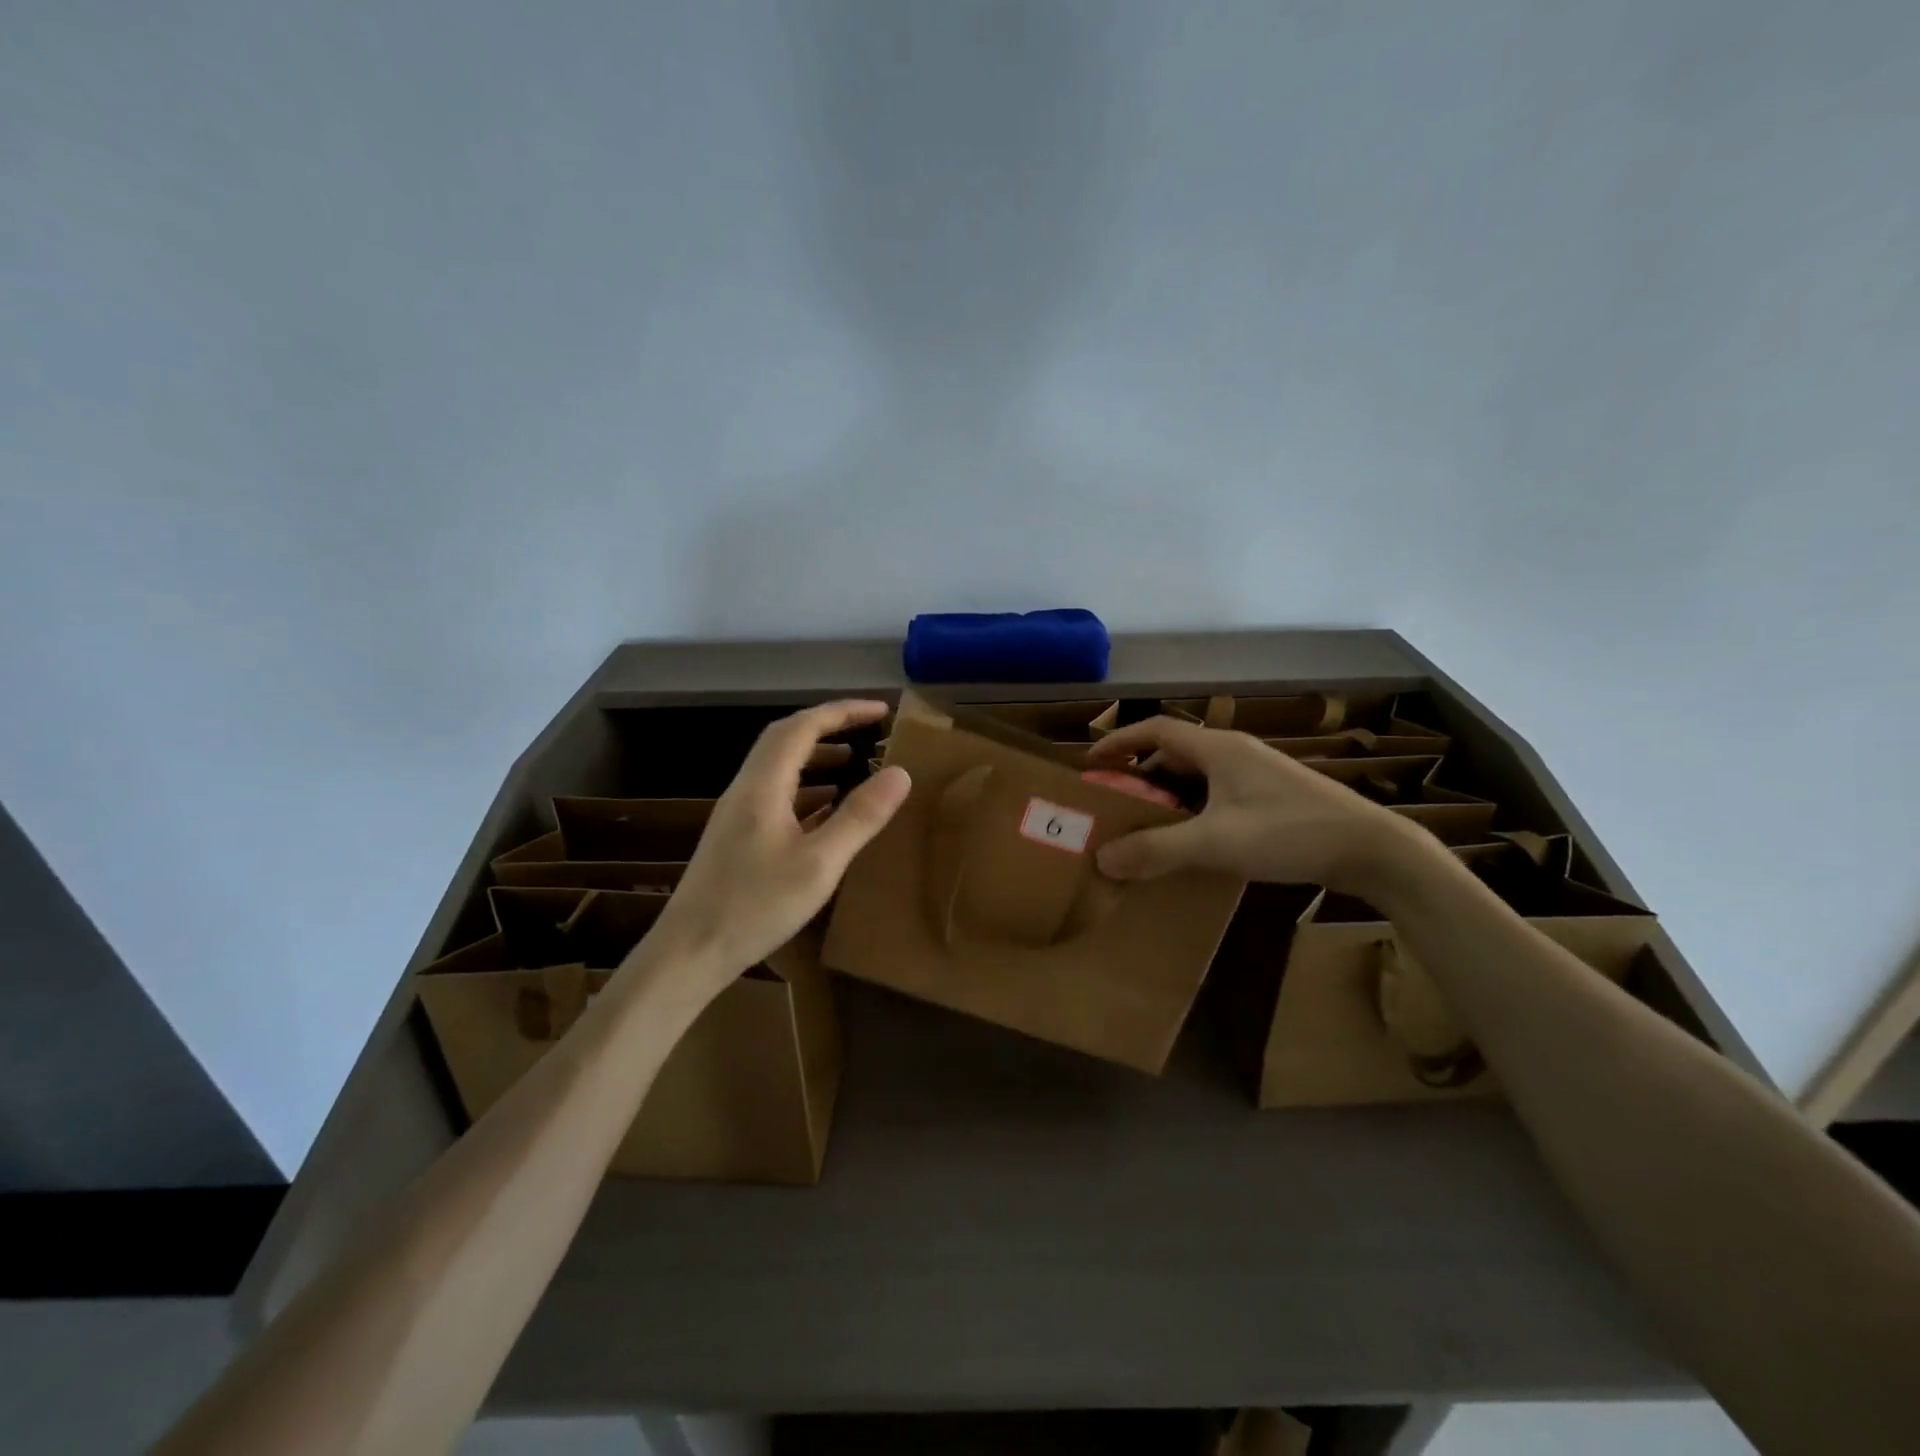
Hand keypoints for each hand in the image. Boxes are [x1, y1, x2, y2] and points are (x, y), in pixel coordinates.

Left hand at [649, 700, 910, 978]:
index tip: (881, 711)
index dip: (843, 711)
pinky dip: (806, 790)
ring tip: (853, 763)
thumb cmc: (755, 907)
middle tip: (868, 729)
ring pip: (779, 768)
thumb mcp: (820, 864)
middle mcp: (746, 789)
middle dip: (828, 726)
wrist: (689, 953)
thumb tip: (900, 773)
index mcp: (763, 786)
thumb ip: (860, 817)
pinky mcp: (737, 838)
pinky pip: (776, 796)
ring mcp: (737, 814)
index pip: (803, 727)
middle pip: (785, 739)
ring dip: (816, 757)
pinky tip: (826, 810)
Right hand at [1085, 716, 1421, 891]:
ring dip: (1168, 792)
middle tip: (1114, 800)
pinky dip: (1194, 807)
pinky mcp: (1273, 797)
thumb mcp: (1216, 842)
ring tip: (1145, 822)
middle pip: (1175, 751)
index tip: (1091, 761)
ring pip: (1198, 774)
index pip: (1157, 729)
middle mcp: (1236, 752)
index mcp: (1219, 748)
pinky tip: (1192, 838)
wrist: (1373, 849)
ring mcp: (1258, 774)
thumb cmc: (1289, 832)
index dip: (1121, 739)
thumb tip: (1102, 858)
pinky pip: (1218, 792)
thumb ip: (1157, 849)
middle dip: (1140, 772)